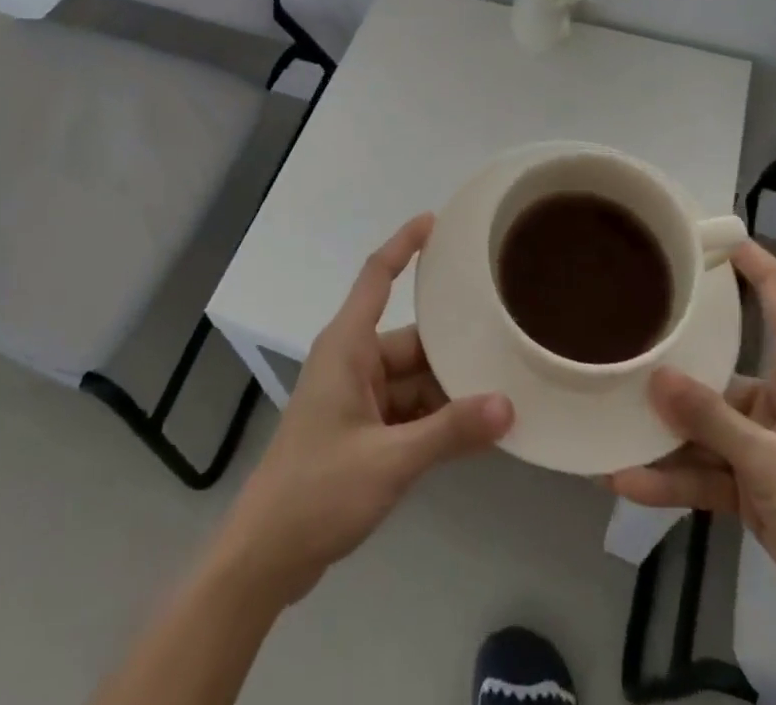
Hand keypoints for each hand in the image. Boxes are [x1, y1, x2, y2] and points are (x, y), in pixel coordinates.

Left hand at [213, 214, 513, 605]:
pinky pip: (406, 408)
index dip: (404, 244)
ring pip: (413, 378)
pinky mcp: (359, 428)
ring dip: (448, 389)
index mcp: (347, 346)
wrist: (268, 555)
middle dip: (453, 346)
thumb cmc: (319, 490)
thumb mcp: (391, 460)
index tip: (435, 221)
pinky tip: (474, 431)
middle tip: (506, 339)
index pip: (377, 276)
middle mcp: (352, 360)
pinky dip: (434, 418)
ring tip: (503, 388)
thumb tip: (508, 404)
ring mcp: (355, 395)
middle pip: (410, 339)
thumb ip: (449, 432)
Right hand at [609, 242, 775, 662]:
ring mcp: (767, 449)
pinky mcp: (758, 492)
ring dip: (662, 434)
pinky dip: (672, 479)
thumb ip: (714, 420)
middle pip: (719, 367)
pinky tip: (626, 480)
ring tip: (607, 424)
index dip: (750, 262)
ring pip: (704, 427)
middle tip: (617, 343)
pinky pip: (706, 473)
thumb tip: (655, 376)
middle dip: (671, 364)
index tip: (705, 234)